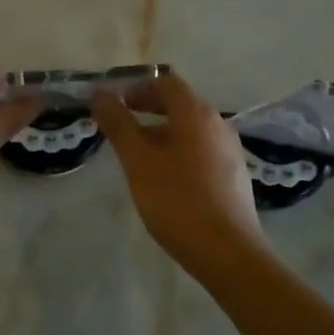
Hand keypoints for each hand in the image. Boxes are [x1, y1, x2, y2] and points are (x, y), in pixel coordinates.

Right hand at [93, 73, 268, 276]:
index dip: (138, 86)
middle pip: (180, 103)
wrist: (227, 252)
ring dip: (161, 131)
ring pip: (190, 129)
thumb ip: (118, 124)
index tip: (115, 101)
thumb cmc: (177, 200)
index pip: (167, 82)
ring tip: (137, 153)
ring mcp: (229, 151)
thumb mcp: (138, 161)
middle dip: (148, 108)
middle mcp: (218, 124)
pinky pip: (201, 150)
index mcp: (196, 114)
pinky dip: (178, 150)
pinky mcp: (233, 176)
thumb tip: (99, 93)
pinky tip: (164, 177)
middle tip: (120, 123)